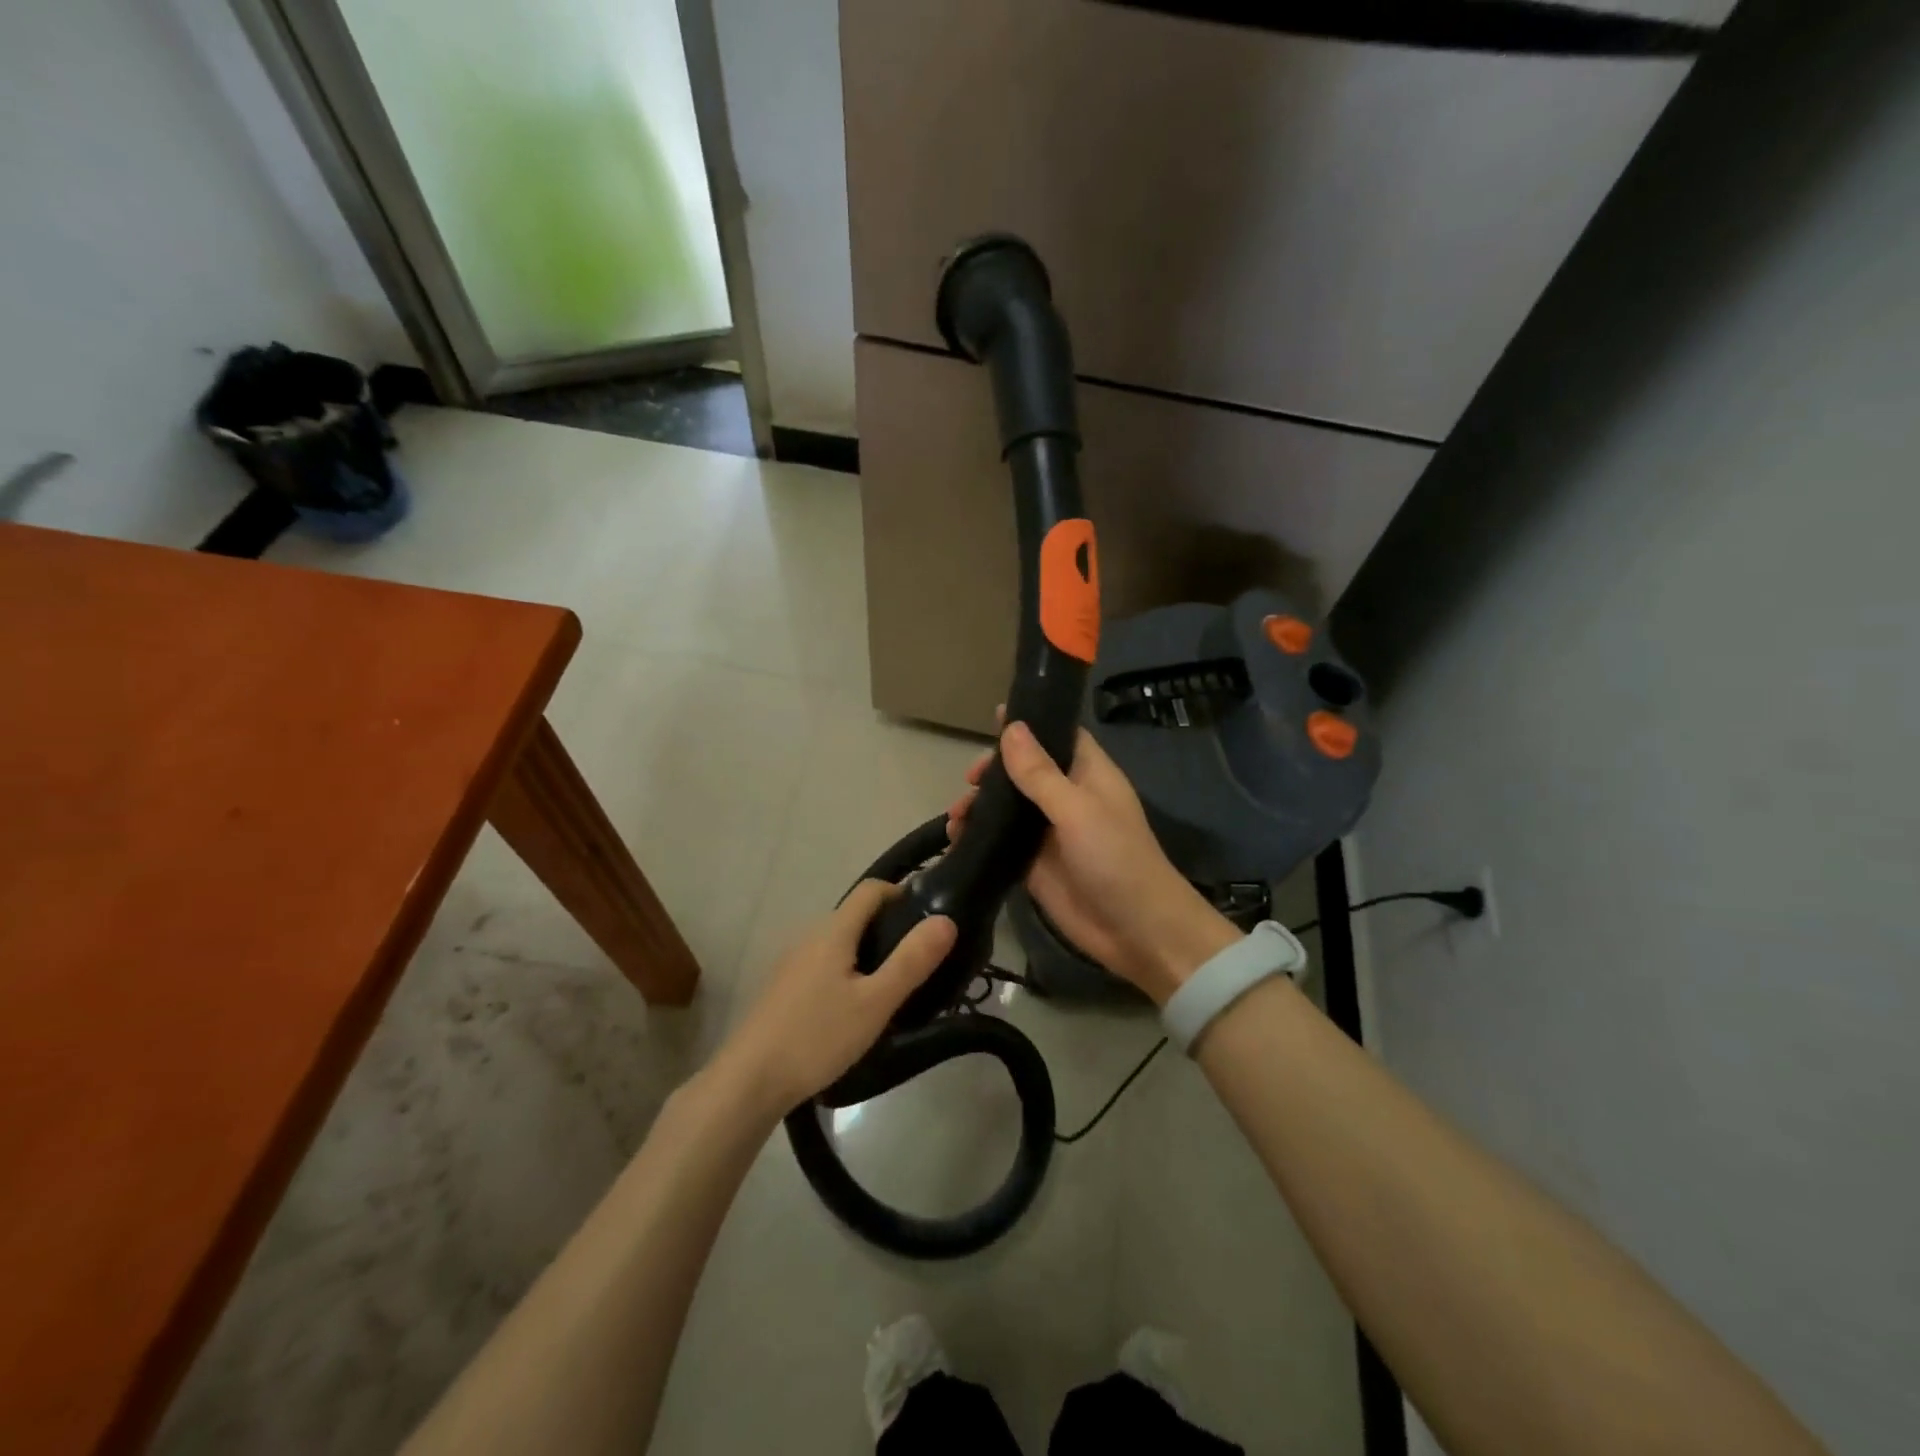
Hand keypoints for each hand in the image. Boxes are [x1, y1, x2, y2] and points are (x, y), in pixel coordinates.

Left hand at [714, 881, 956, 1115]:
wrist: (749, 1080)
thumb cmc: (817, 1036)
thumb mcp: (875, 1002)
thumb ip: (911, 961)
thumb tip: (946, 920)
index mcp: (834, 930)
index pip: (872, 889)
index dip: (902, 893)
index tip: (928, 918)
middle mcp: (810, 936)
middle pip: (856, 916)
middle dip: (889, 928)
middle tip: (918, 961)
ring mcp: (792, 962)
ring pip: (839, 943)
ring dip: (868, 953)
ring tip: (892, 989)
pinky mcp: (783, 988)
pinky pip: (824, 965)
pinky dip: (847, 972)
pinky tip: (854, 1010)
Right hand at [947, 718, 1238, 1003]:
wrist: (1136, 931)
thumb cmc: (1116, 859)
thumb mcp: (1078, 809)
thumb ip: (1040, 773)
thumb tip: (1011, 727)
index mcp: (1088, 775)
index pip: (1058, 736)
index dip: (1030, 725)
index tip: (993, 716)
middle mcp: (1067, 798)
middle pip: (1025, 771)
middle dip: (995, 771)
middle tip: (970, 780)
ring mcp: (1049, 833)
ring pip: (1008, 807)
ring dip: (980, 805)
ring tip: (956, 815)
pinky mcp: (1034, 864)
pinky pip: (1001, 842)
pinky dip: (978, 837)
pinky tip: (956, 838)